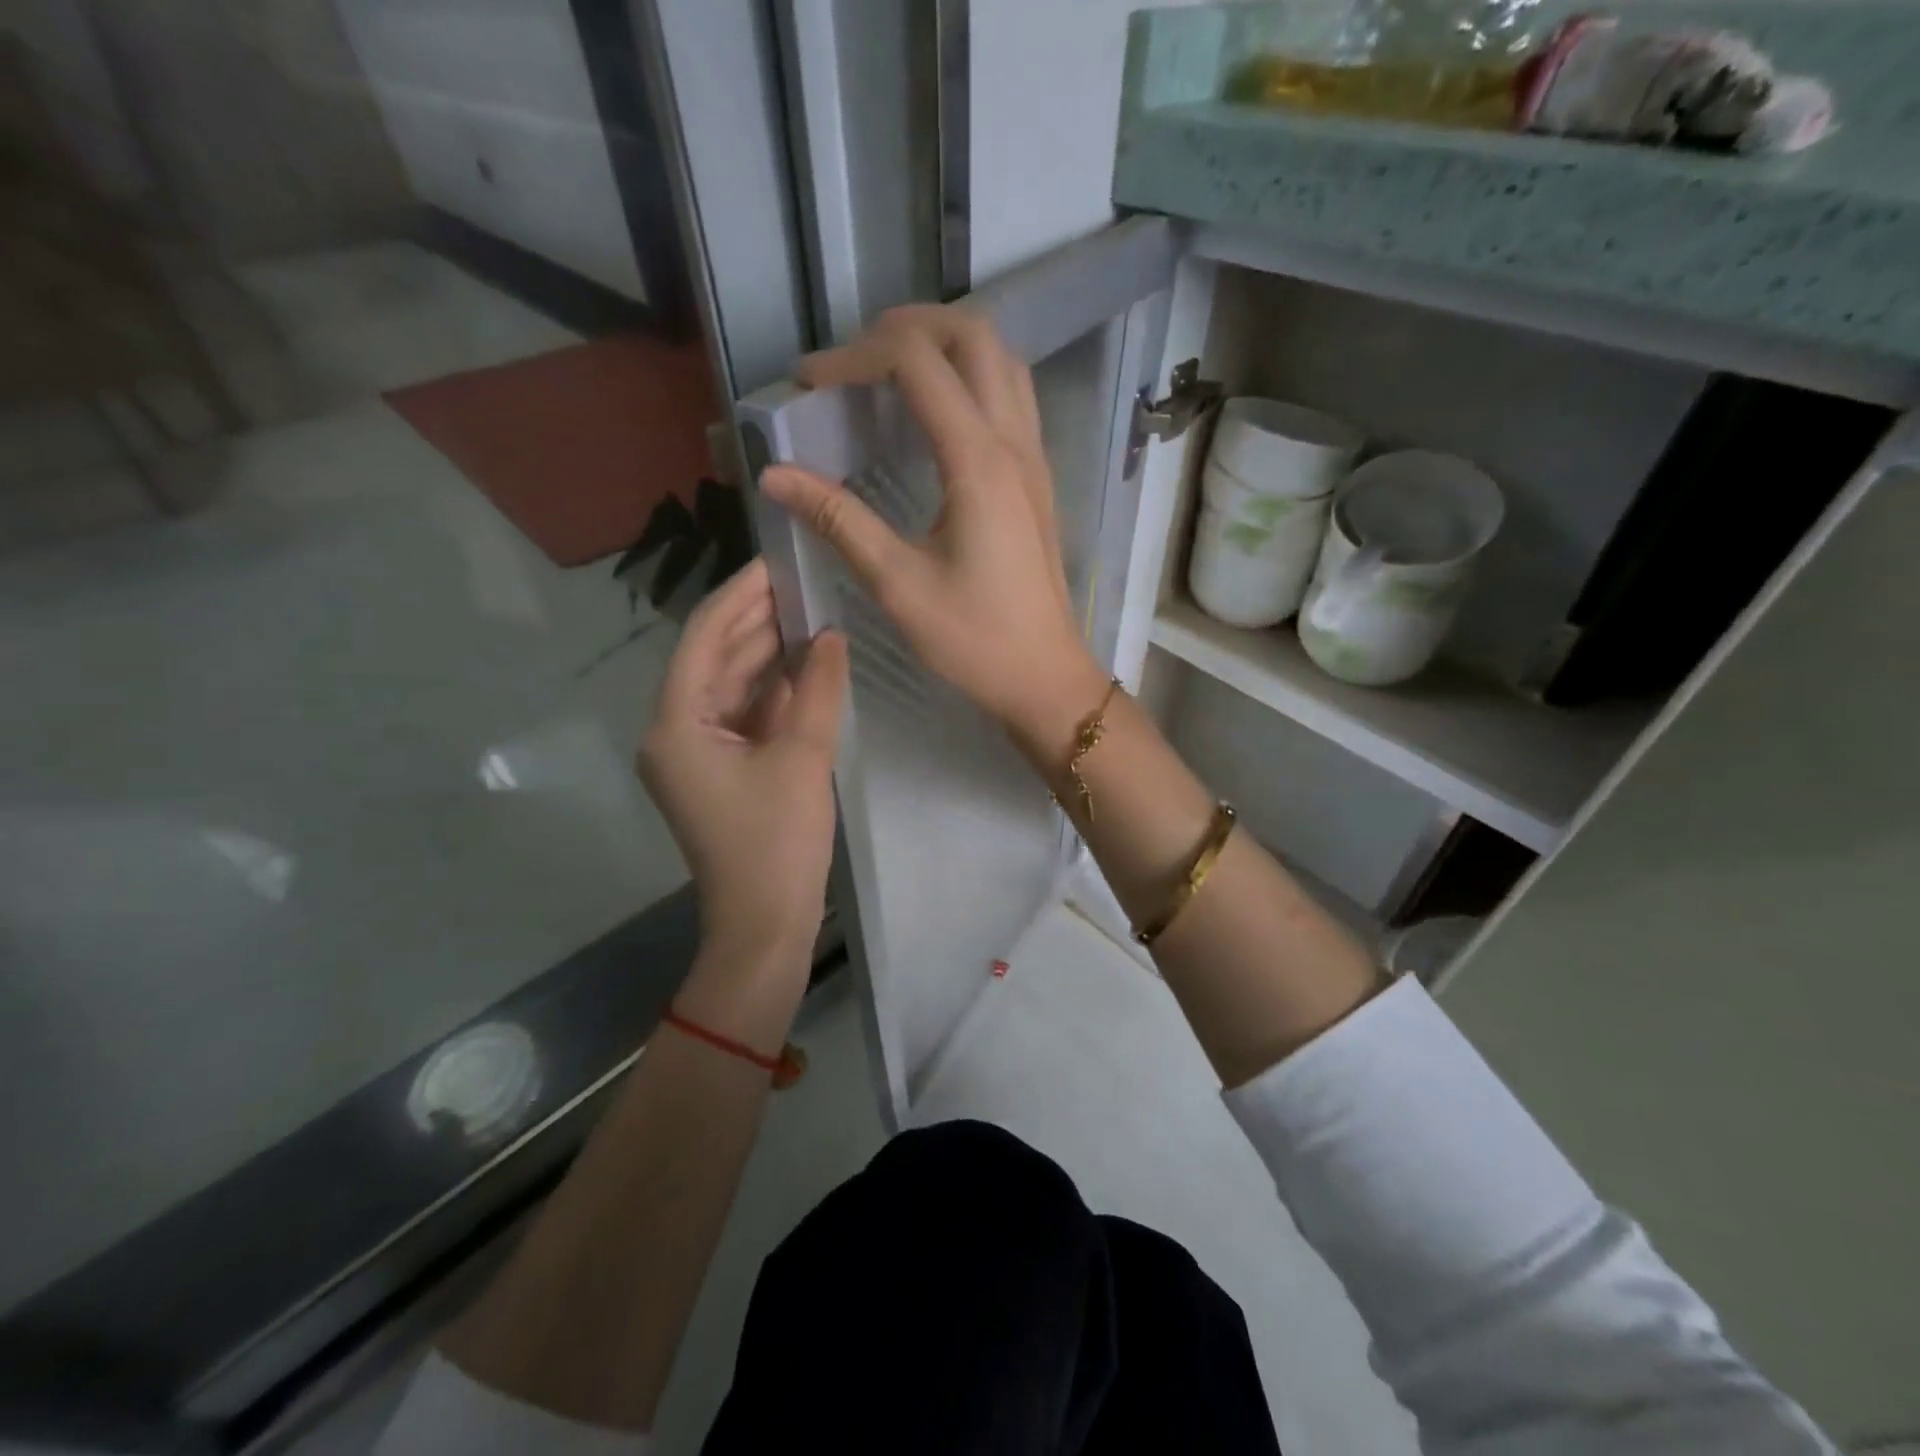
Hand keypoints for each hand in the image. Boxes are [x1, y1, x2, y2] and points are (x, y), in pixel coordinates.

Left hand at [637, 559, 846, 970]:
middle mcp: (675, 732)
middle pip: (715, 659)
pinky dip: (772, 691)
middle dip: (756, 620)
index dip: (740, 596)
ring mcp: (697, 754)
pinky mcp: (722, 771)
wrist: (763, 925)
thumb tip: (831, 636)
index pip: (705, 638)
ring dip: (767, 654)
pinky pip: (744, 716)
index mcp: (676, 724)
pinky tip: (805, 665)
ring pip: (731, 687)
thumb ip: (817, 689)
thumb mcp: (802, 758)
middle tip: (802, 580)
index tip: (776, 561)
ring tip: (809, 612)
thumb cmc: (776, 843)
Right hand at [759, 305, 1108, 757]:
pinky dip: (971, 377)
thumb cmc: (973, 639)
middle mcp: (1014, 442)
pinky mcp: (1037, 478)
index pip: (916, 363)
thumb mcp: (897, 583)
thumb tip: (775, 475)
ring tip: (890, 370)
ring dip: (946, 345)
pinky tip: (935, 413)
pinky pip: (1012, 396)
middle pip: (972, 335)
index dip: (854, 356)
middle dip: (907, 327)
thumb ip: (838, 520)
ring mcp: (1034, 457)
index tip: (808, 383)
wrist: (1044, 677)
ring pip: (1001, 359)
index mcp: (978, 462)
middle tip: (853, 358)